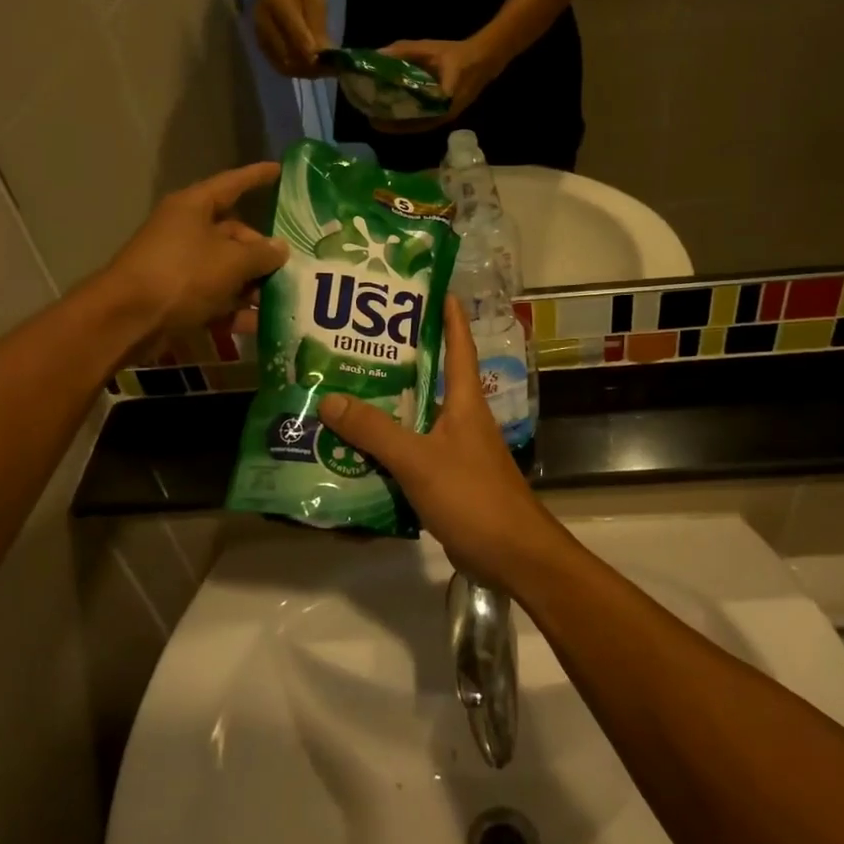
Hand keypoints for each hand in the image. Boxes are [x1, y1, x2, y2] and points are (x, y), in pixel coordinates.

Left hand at [100, 162, 287, 351]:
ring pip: (227, 269)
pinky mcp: (179, 296)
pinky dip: (236, 310)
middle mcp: (187, 231)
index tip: (280, 170)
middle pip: (234, 235)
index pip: (232, 184)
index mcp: (194, 207)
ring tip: (287, 298)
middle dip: (263, 252)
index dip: (257, 177)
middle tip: (294, 266)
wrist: (128, 320)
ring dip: (254, 285)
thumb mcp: (231, 261)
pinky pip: (215, 298)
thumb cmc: (182, 275)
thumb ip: (261, 253)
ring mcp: (182, 265)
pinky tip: (262, 324)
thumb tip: (280, 248)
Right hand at [253, 0, 330, 78]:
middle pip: (288, 57)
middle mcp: (264, 22)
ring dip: (304, 72)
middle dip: (311, 68)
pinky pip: (277, 64)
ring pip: (283, 65)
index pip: (296, 36)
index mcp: (278, 3)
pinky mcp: (260, 42)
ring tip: (322, 70)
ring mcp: (259, 34)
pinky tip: (310, 67)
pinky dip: (295, 70)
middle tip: (330, 70)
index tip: (332, 63)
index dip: (314, 54)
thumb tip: (325, 53)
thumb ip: (318, 24)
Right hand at [316, 296, 568, 588]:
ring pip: (417, 418)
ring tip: (344, 391)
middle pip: (431, 378)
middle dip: (398, 360)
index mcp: (465, 400)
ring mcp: (456, 450)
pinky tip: (356, 450)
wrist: (513, 556)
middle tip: (356, 343)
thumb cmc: (473, 496)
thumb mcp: (419, 460)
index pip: (459, 344)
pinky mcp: (448, 480)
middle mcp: (462, 418)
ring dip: (388, 407)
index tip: (430, 287)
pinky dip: (388, 447)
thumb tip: (329, 398)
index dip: (448, 314)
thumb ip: (375, 432)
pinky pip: (412, 453)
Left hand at [373, 39, 500, 132]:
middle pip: (413, 125)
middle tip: (371, 118)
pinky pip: (424, 120)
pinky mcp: (444, 112)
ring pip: (418, 124)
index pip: (414, 120)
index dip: (394, 123)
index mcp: (441, 102)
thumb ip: (404, 51)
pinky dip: (409, 118)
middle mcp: (443, 115)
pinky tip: (395, 112)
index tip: (375, 121)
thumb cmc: (457, 54)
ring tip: (378, 117)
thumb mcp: (429, 49)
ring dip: (400, 123)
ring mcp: (445, 116)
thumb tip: (378, 54)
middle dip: (392, 124)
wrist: (484, 58)